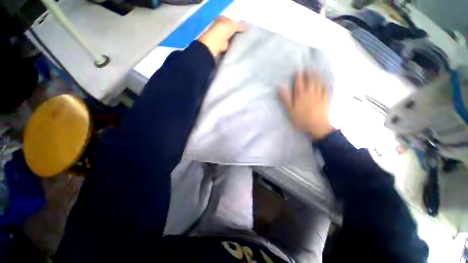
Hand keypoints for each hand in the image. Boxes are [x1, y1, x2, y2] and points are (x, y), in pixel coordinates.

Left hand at [198, 17, 247, 56]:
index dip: (237, 24)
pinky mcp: (221, 46)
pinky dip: (232, 46)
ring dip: (234, 40)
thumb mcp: (233, 25)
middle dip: (236, 33)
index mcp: (221, 19)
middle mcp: (219, 27)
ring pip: (229, 38)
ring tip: (242, 42)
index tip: (243, 29)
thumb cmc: (223, 30)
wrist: (216, 43)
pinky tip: (237, 47)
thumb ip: (241, 25)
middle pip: (230, 30)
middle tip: (244, 36)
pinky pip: (228, 45)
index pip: (231, 20)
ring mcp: (219, 37)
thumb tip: (247, 27)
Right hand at [280, 72, 333, 140]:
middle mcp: (310, 93)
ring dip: (317, 76)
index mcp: (301, 96)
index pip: (299, 83)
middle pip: (310, 81)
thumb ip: (286, 98)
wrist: (316, 127)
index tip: (298, 69)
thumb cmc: (301, 119)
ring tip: (316, 70)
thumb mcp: (290, 110)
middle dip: (309, 73)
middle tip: (308, 67)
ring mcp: (319, 96)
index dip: (299, 76)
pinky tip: (325, 81)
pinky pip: (326, 89)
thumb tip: (281, 87)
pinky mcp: (325, 100)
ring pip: (318, 83)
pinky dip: (325, 83)